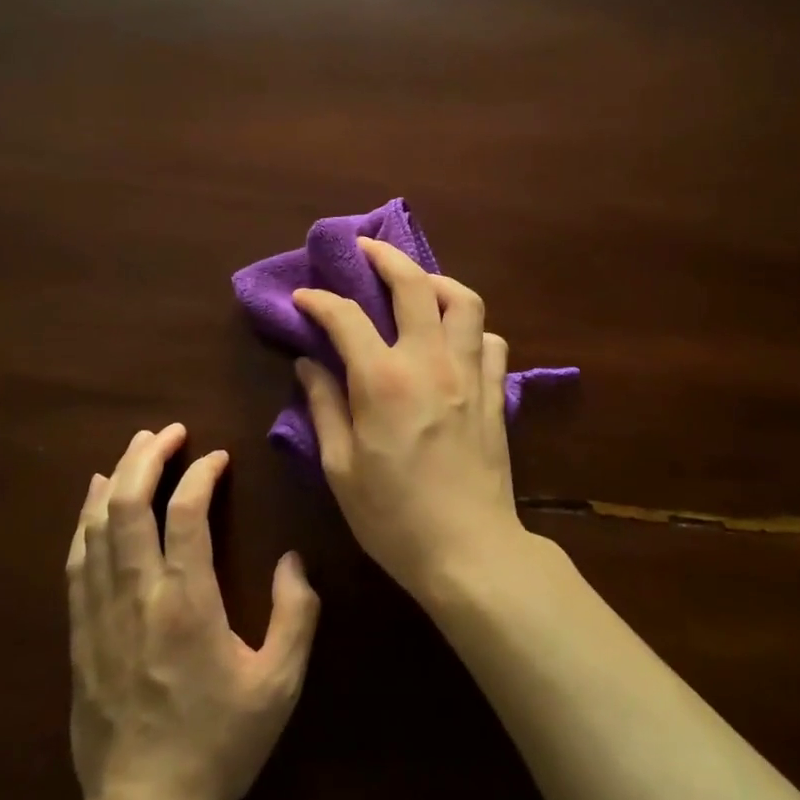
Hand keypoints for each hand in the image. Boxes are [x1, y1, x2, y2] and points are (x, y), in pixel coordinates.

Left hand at [66, 424, 318, 799]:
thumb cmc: (218, 744)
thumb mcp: (279, 686)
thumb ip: (296, 616)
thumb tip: (292, 560)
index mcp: (186, 603)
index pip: (184, 514)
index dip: (200, 475)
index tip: (218, 457)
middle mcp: (137, 596)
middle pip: (130, 506)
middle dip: (148, 457)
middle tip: (169, 430)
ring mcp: (101, 614)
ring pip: (97, 527)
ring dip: (117, 479)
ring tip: (136, 447)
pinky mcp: (80, 634)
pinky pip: (76, 561)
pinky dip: (85, 520)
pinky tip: (95, 500)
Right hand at [292, 238, 529, 600]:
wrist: (468, 551)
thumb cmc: (393, 517)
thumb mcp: (340, 467)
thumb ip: (324, 406)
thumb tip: (309, 364)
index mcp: (384, 381)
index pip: (346, 317)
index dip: (320, 300)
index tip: (304, 297)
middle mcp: (430, 362)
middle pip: (414, 284)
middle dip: (385, 256)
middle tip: (365, 248)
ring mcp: (469, 374)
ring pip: (464, 301)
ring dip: (437, 282)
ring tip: (416, 285)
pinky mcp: (495, 392)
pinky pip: (490, 340)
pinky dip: (471, 328)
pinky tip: (453, 339)